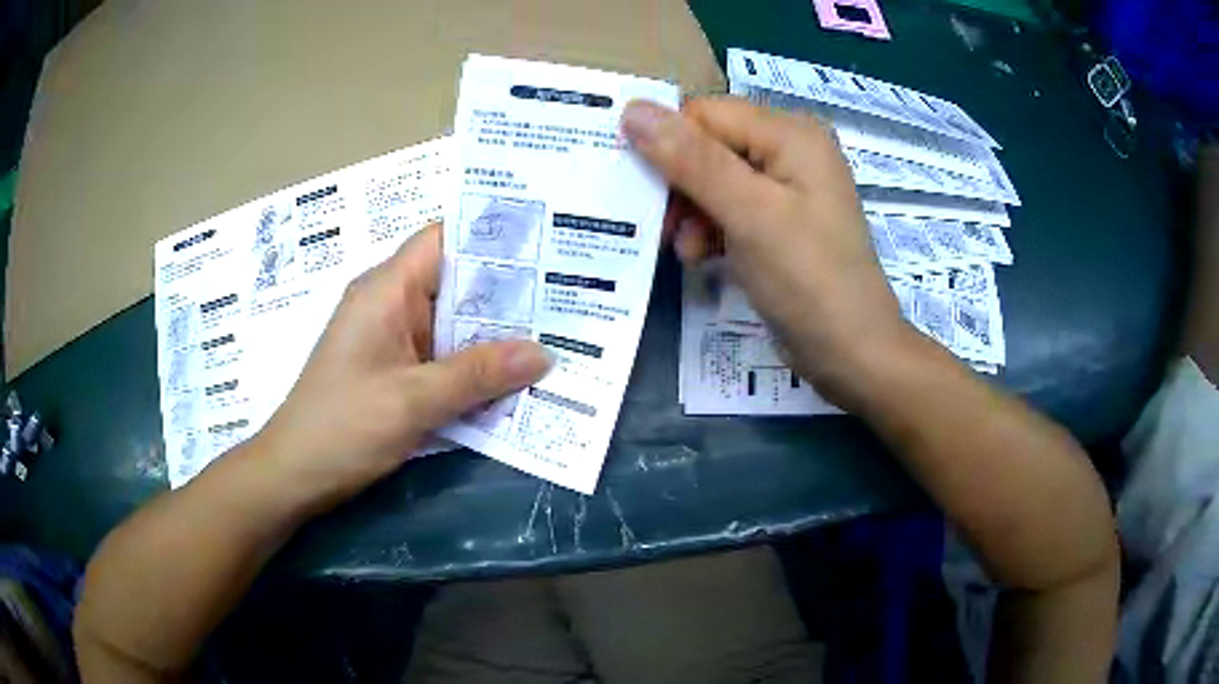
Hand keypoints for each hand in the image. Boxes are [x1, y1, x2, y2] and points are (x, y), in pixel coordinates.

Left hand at [256, 224, 551, 507]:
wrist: (295, 475)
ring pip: (454, 324)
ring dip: (496, 335)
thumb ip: (478, 375)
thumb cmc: (342, 428)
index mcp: (387, 289)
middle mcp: (391, 304)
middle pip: (456, 283)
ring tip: (558, 335)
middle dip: (509, 292)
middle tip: (568, 298)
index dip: (492, 236)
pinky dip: (477, 366)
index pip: (444, 240)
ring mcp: (394, 340)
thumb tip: (543, 353)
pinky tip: (516, 378)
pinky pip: (445, 358)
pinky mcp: (397, 372)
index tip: (547, 247)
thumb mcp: (413, 401)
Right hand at [621, 97, 907, 408]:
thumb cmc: (809, 280)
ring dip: (691, 212)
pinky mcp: (781, 221)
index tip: (638, 186)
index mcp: (791, 133)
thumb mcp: (749, 214)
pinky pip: (731, 207)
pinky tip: (703, 257)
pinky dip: (711, 229)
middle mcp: (791, 149)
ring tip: (688, 251)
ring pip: (714, 179)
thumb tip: (633, 110)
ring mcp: (788, 187)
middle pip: (710, 145)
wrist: (853, 353)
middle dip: (680, 185)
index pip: (706, 114)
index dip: (668, 144)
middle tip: (662, 226)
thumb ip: (691, 160)